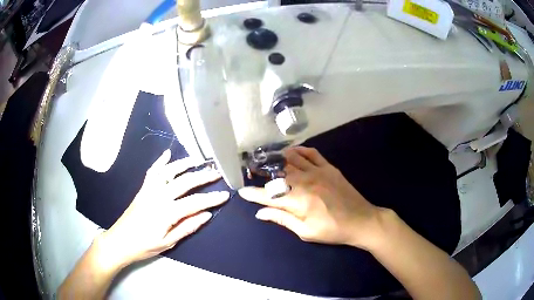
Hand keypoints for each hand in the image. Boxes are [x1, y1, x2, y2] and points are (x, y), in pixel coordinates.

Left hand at [98, 150, 228, 267]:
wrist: (120, 241)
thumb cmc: (144, 246)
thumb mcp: (168, 243)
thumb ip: (187, 227)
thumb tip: (206, 215)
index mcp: (166, 213)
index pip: (194, 203)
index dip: (211, 199)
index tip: (225, 195)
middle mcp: (157, 197)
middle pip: (183, 182)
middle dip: (202, 177)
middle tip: (217, 173)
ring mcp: (149, 190)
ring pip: (168, 172)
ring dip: (183, 164)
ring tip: (197, 160)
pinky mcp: (142, 189)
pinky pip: (152, 172)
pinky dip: (160, 161)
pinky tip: (167, 154)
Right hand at [239, 146, 384, 248]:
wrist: (361, 220)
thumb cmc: (332, 230)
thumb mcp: (305, 231)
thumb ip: (282, 219)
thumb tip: (260, 213)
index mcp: (298, 200)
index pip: (269, 195)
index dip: (253, 193)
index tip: (242, 191)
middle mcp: (305, 181)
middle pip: (277, 173)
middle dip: (261, 172)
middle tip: (251, 171)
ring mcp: (318, 171)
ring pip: (291, 159)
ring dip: (276, 159)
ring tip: (266, 160)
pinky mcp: (328, 167)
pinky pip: (311, 153)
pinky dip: (298, 150)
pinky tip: (291, 153)